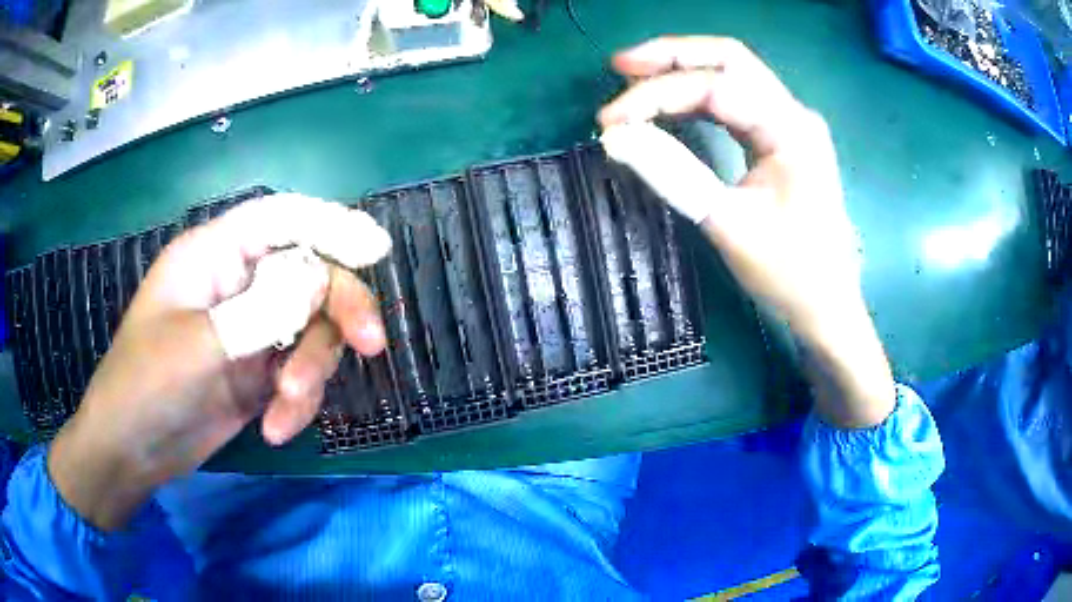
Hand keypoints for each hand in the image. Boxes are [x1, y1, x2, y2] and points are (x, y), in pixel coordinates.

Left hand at [48, 194, 390, 529]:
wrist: (133, 452)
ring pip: (312, 332)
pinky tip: (275, 431)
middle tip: (368, 346)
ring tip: (286, 410)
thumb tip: (320, 280)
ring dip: (310, 372)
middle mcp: (239, 285)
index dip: (330, 224)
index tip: (375, 250)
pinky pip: (300, 375)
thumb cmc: (145, 385)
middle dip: (339, 311)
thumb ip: (258, 313)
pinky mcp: (259, 374)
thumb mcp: (197, 348)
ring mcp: (251, 331)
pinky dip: (298, 403)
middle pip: (311, 277)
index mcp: (215, 256)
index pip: (280, 220)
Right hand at [598, 37, 894, 427]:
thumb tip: (616, 139)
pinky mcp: (781, 138)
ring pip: (732, 75)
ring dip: (682, 72)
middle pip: (729, 60)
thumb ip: (673, 174)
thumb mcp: (728, 225)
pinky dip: (697, 97)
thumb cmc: (790, 273)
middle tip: (620, 64)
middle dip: (671, 57)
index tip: (610, 121)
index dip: (656, 95)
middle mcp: (793, 113)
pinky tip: (669, 104)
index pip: (715, 87)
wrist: (828, 305)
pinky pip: (735, 101)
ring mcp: (789, 123)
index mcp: (791, 129)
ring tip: (633, 79)